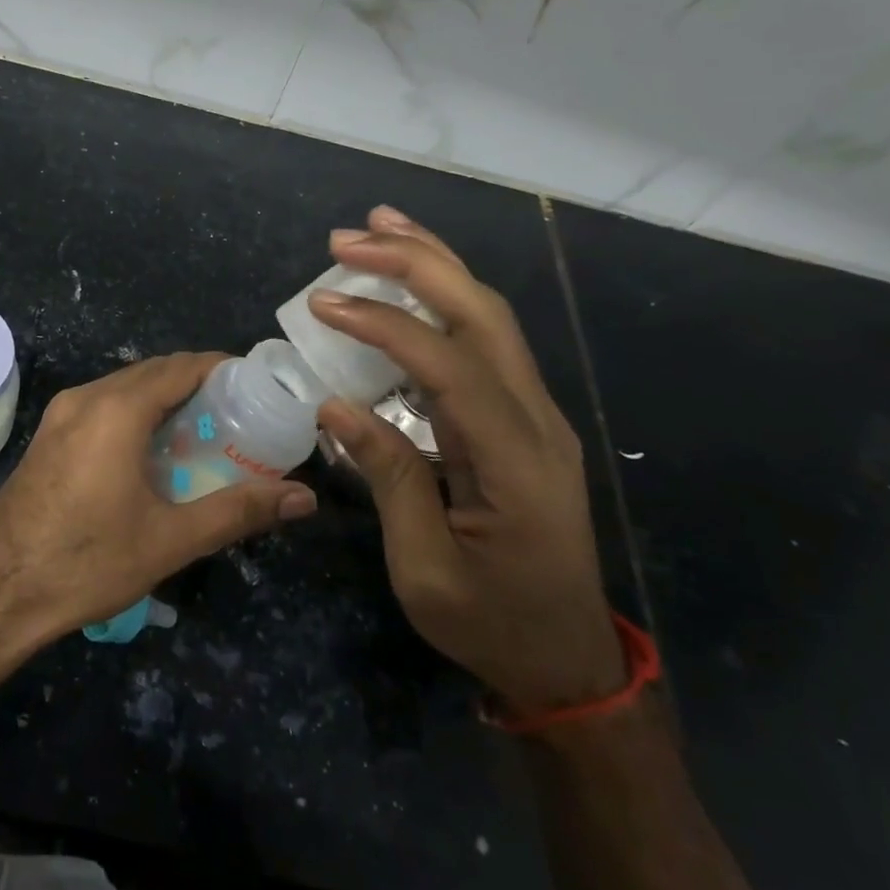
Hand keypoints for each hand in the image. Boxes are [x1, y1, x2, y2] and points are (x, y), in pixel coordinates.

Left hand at [0, 352, 317, 640]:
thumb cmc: (87, 562)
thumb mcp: (170, 540)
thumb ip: (238, 511)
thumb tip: (304, 498)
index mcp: (116, 410)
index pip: (181, 366)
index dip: (222, 368)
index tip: (257, 387)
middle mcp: (86, 398)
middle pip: (152, 372)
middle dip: (196, 383)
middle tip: (238, 414)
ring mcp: (60, 415)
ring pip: (124, 386)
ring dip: (163, 397)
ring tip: (203, 431)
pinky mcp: (47, 436)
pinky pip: (101, 405)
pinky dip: (135, 411)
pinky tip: (152, 451)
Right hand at [311, 207, 624, 714]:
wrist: (566, 662)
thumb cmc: (491, 625)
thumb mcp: (424, 569)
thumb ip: (388, 478)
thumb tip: (335, 406)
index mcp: (516, 462)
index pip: (449, 366)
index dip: (385, 324)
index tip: (323, 304)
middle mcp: (537, 421)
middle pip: (483, 315)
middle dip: (416, 264)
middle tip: (348, 238)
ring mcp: (535, 415)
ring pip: (489, 316)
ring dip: (434, 265)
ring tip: (379, 227)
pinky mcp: (521, 418)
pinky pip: (482, 341)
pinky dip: (442, 299)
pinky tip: (408, 283)